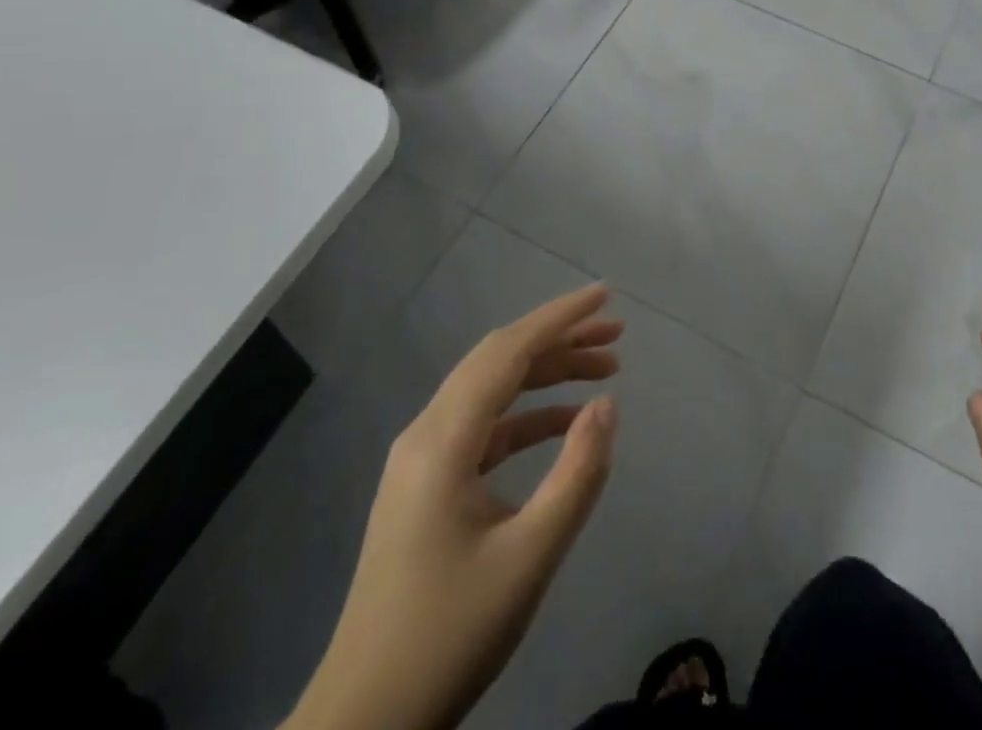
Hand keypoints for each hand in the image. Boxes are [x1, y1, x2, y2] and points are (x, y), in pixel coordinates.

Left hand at [285, 283, 622, 729]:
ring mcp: (422, 460)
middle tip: (616, 334)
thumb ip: (576, 474)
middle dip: (559, 339)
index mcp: (443, 441)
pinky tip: (566, 423)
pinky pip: (484, 427)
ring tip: (606, 370)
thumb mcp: (529, 557)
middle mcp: (426, 434)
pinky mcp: (427, 485)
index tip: (606, 295)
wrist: (365, 722)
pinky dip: (528, 415)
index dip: (559, 318)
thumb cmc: (449, 635)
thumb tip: (607, 405)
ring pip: (492, 391)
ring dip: (546, 374)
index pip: (508, 352)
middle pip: (499, 361)